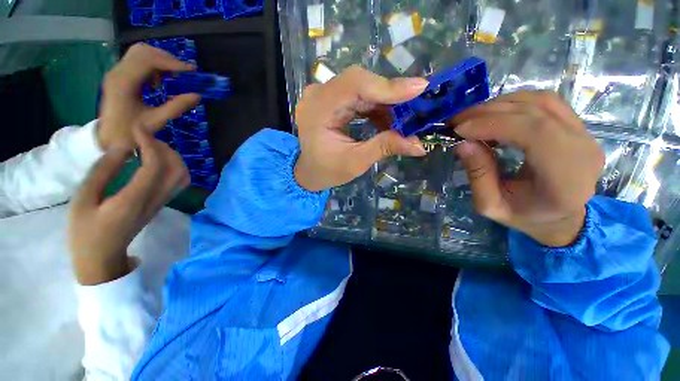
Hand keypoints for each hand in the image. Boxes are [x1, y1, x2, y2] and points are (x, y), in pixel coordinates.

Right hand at [69, 127, 189, 284]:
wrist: (103, 257)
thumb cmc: (86, 231)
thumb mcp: (84, 200)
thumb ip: (103, 171)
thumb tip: (123, 146)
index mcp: (134, 199)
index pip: (156, 166)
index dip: (150, 143)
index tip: (138, 128)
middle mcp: (156, 200)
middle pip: (177, 170)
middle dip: (165, 148)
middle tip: (143, 138)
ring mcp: (163, 203)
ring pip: (183, 176)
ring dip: (172, 158)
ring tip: (149, 147)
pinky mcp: (162, 204)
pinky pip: (179, 183)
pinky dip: (174, 167)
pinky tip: (155, 161)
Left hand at [97, 43, 200, 149]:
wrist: (109, 138)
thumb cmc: (131, 132)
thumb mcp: (157, 121)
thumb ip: (177, 107)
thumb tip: (197, 95)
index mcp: (124, 83)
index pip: (148, 60)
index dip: (172, 62)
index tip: (192, 70)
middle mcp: (118, 72)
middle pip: (143, 51)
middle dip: (167, 58)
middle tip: (184, 72)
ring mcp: (117, 73)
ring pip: (140, 54)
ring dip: (160, 61)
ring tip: (174, 75)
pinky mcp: (119, 76)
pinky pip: (137, 61)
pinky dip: (153, 66)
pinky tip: (161, 80)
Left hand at [294, 65, 428, 190]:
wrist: (310, 171)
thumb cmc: (328, 171)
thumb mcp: (356, 162)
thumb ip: (385, 148)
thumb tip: (419, 145)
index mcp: (318, 109)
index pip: (354, 85)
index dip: (387, 86)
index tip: (419, 88)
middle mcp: (318, 95)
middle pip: (359, 82)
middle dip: (390, 94)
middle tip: (417, 104)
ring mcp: (323, 95)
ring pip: (361, 88)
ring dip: (385, 102)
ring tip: (405, 117)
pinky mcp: (331, 100)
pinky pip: (357, 96)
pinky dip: (375, 107)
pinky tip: (388, 119)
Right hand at [452, 91, 603, 246]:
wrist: (560, 216)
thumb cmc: (525, 216)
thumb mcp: (491, 205)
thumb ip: (478, 175)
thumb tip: (462, 143)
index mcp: (566, 178)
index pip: (535, 133)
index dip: (494, 124)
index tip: (459, 130)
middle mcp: (583, 149)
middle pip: (536, 112)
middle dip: (489, 112)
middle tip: (457, 121)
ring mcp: (584, 133)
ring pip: (541, 100)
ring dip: (499, 104)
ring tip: (471, 117)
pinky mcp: (577, 125)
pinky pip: (545, 102)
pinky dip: (514, 103)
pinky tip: (493, 115)